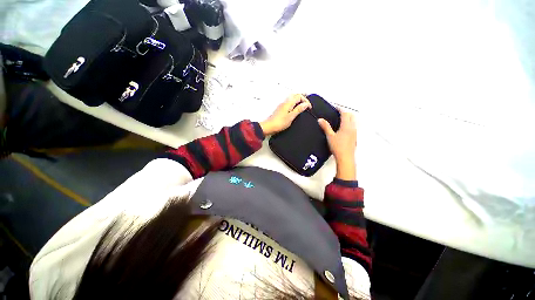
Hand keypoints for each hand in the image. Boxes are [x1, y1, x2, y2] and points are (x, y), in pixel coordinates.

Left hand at [260, 94, 311, 135]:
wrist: (269, 127)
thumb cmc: (279, 123)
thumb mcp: (291, 117)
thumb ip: (298, 109)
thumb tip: (305, 104)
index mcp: (288, 103)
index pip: (299, 96)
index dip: (306, 100)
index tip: (309, 107)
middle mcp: (285, 102)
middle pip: (295, 95)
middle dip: (302, 97)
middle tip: (307, 101)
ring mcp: (282, 105)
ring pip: (292, 99)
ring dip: (298, 100)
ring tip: (303, 104)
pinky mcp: (281, 109)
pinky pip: (289, 103)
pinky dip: (294, 104)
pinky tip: (295, 108)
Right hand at [318, 109, 356, 180]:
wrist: (345, 158)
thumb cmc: (338, 147)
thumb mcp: (330, 136)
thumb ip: (325, 127)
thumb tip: (321, 120)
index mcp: (346, 126)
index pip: (345, 114)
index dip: (340, 109)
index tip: (336, 108)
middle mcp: (352, 128)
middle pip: (351, 116)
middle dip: (345, 113)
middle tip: (339, 113)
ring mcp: (354, 133)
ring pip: (353, 122)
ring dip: (348, 119)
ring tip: (340, 120)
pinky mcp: (354, 138)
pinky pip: (353, 128)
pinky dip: (348, 125)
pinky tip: (343, 130)